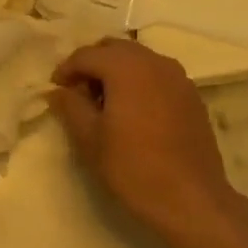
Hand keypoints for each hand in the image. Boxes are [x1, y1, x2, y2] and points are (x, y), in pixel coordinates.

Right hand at [49, 39, 246, 246]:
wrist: (190, 199)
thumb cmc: (133, 168)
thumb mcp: (90, 139)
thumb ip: (71, 107)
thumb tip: (59, 91)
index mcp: (127, 67)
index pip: (87, 54)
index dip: (66, 69)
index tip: (56, 89)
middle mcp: (155, 62)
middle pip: (115, 48)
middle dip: (93, 64)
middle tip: (78, 92)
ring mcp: (178, 77)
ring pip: (139, 59)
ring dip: (117, 71)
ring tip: (104, 102)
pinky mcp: (191, 96)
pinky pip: (157, 75)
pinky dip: (139, 82)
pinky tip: (132, 111)